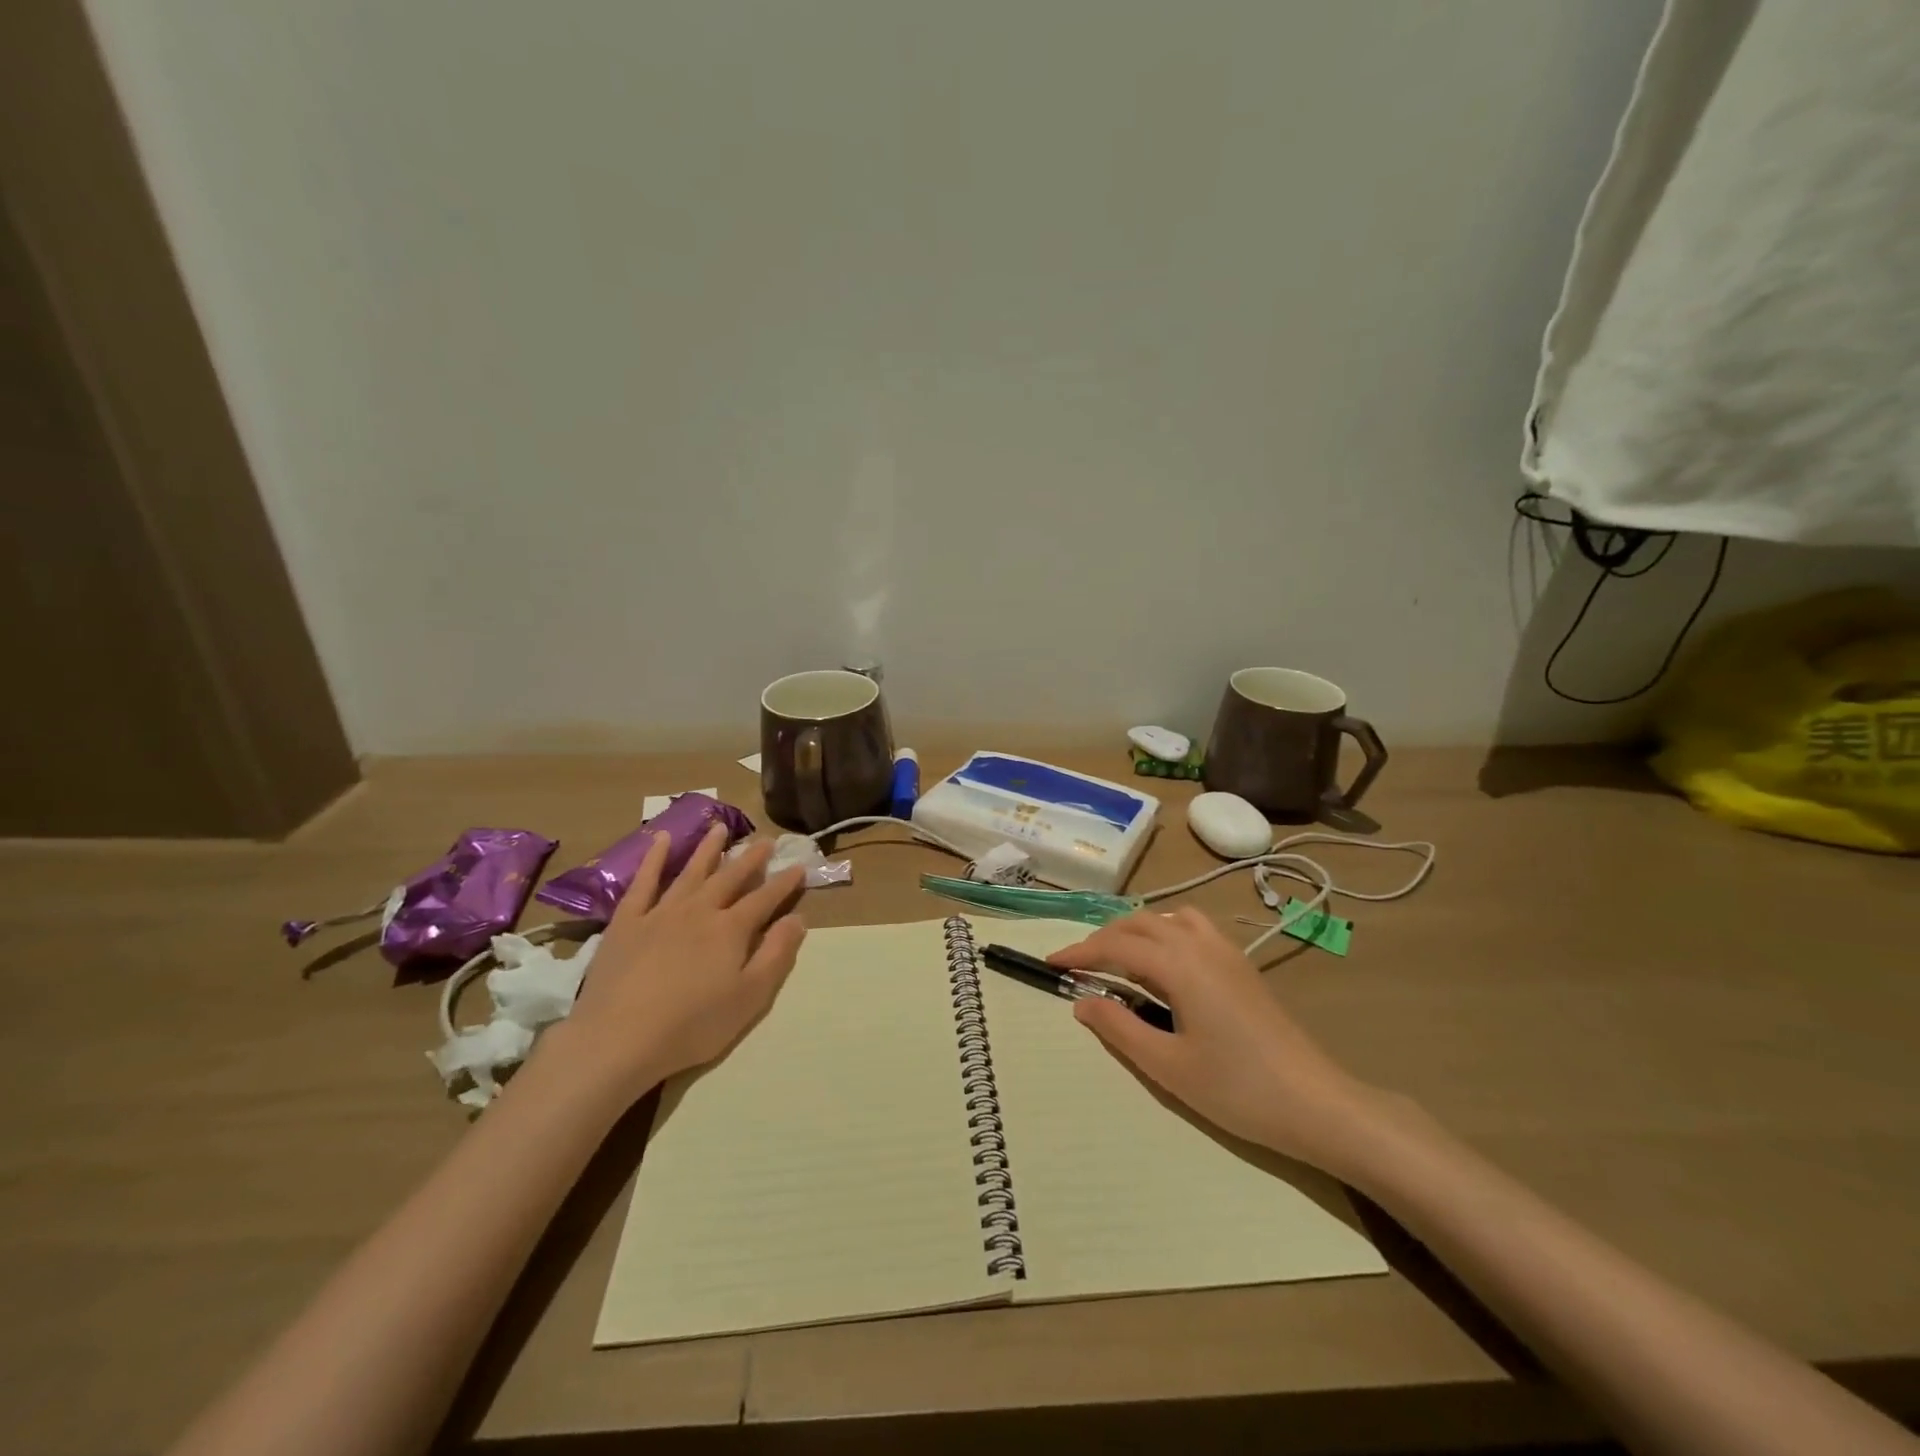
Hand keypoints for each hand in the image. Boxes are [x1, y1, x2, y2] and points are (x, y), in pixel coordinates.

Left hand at [551, 827, 807, 1099]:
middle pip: (730, 877)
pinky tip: (660, 839)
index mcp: (731, 930)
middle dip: (751, 859)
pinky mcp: (627, 921)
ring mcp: (661, 912)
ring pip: (691, 871)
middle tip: (766, 840)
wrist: (618, 1038)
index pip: (765, 899)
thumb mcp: (750, 997)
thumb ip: (776, 955)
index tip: (799, 866)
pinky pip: (643, 882)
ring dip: (708, 848)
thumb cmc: (692, 1025)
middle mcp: (700, 910)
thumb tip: (798, 919)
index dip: (784, 883)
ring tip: (720, 827)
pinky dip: (654, 859)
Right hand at [1048, 907, 1385, 1174]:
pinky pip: (1192, 928)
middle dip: (1103, 938)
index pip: (1116, 946)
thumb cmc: (1238, 1089)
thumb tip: (1082, 1002)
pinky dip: (1164, 932)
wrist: (1317, 1103)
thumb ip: (1119, 1029)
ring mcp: (1225, 952)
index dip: (1080, 953)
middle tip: (1078, 965)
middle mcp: (1200, 945)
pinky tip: (1164, 965)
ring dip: (1135, 930)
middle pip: (1140, 923)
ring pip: (1168, 919)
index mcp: (1179, 965)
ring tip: (1117, 958)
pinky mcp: (1241, 965)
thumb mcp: (1168, 1066)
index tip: (1051, 964)